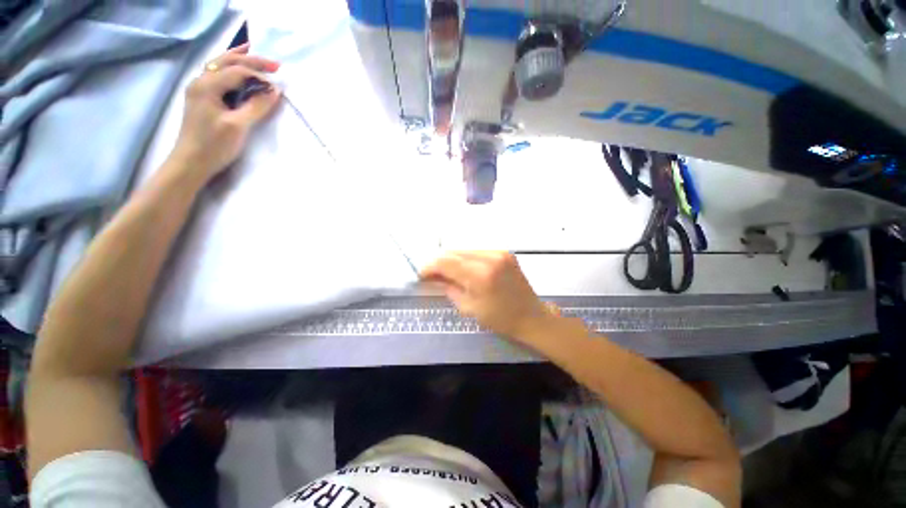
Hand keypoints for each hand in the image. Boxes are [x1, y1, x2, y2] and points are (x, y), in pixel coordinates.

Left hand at [170, 44, 281, 183]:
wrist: (191, 163)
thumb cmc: (214, 145)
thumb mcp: (238, 126)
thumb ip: (256, 106)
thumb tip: (274, 91)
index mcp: (207, 85)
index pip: (238, 71)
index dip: (259, 75)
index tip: (279, 85)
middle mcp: (201, 81)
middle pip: (227, 62)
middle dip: (252, 60)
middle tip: (275, 64)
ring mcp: (200, 89)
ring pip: (221, 66)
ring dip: (240, 61)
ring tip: (256, 56)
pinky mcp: (203, 99)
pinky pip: (219, 77)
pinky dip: (232, 71)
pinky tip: (239, 71)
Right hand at [420, 251, 554, 340]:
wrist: (531, 316)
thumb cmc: (500, 319)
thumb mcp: (469, 307)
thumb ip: (449, 287)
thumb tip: (433, 277)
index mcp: (481, 275)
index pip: (447, 262)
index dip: (430, 266)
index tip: (421, 274)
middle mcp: (490, 257)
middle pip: (455, 252)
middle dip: (439, 261)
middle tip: (431, 273)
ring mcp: (499, 252)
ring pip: (465, 249)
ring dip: (452, 259)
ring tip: (446, 271)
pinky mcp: (504, 251)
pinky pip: (477, 251)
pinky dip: (466, 258)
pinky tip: (463, 268)